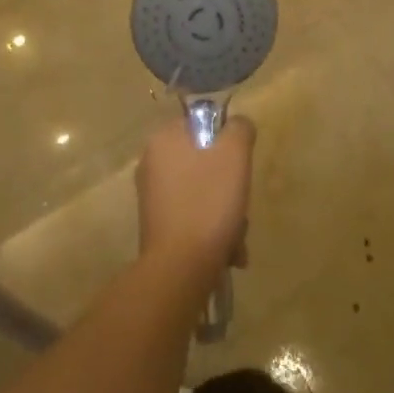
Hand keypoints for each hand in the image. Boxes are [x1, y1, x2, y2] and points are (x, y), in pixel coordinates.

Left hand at [137, 115, 254, 282]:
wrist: (180, 268)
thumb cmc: (208, 203)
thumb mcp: (235, 154)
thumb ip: (239, 129)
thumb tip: (237, 126)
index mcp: (164, 138)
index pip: (203, 124)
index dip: (228, 143)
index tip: (239, 166)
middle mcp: (152, 162)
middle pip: (205, 161)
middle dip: (229, 185)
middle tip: (241, 206)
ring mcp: (152, 196)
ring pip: (202, 191)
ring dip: (225, 212)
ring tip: (236, 239)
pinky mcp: (157, 225)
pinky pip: (192, 214)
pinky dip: (210, 228)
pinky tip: (226, 251)